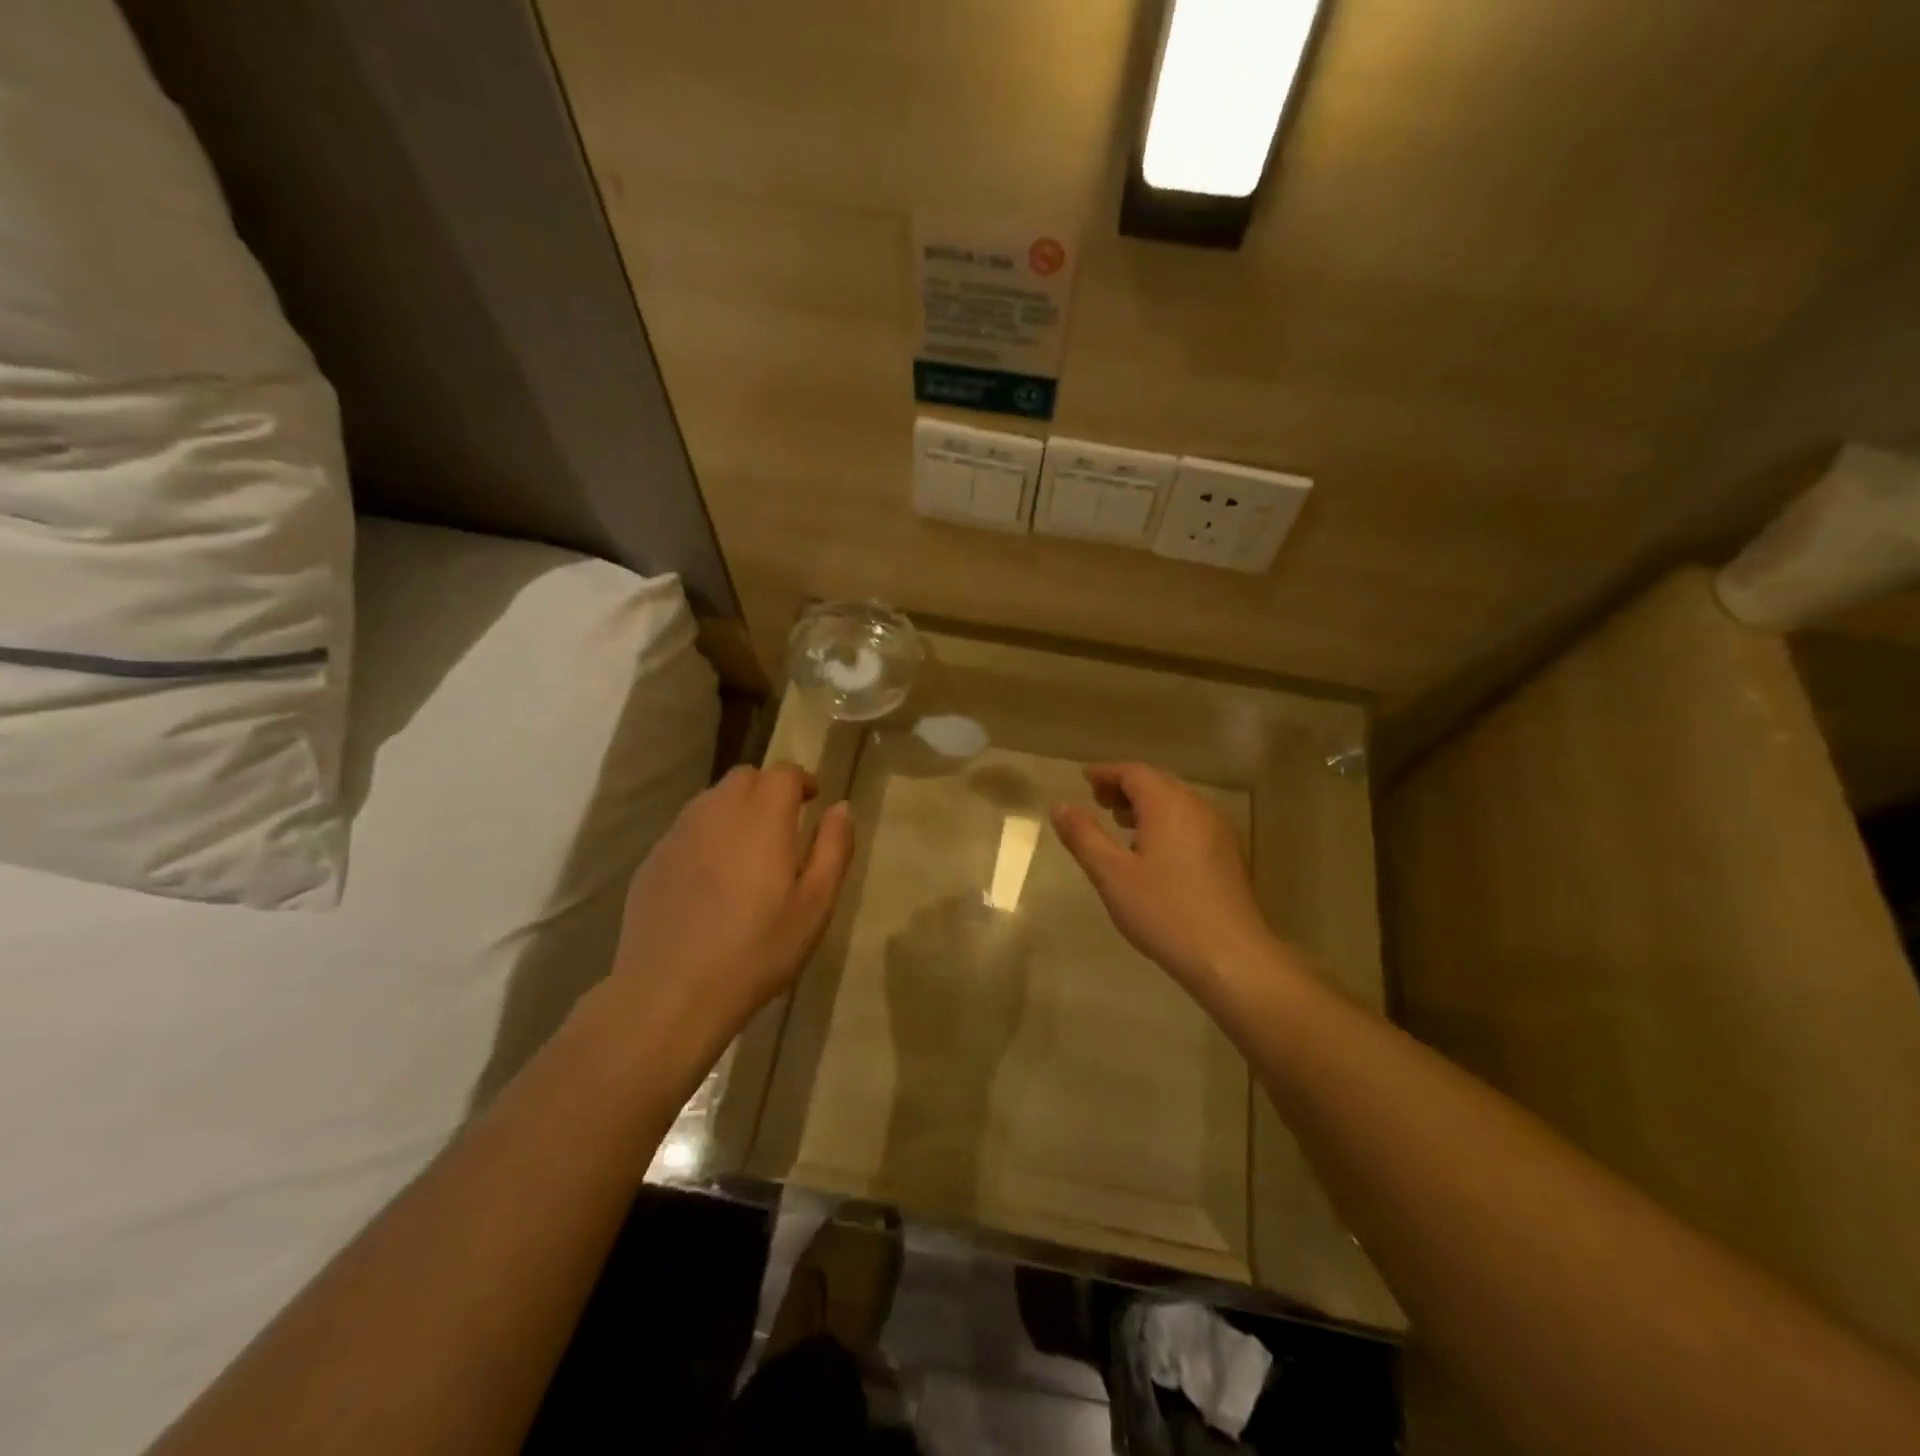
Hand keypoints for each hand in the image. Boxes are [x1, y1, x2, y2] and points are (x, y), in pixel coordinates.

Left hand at [610, 764, 853, 1051]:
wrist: (672, 992)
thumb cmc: (758, 949)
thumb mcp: (816, 904)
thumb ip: (834, 847)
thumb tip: (841, 807)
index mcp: (762, 817)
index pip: (782, 772)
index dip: (801, 780)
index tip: (813, 801)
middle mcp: (716, 812)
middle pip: (744, 778)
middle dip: (768, 790)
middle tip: (784, 825)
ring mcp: (678, 835)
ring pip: (711, 801)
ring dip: (735, 810)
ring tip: (749, 851)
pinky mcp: (652, 861)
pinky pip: (686, 831)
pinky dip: (707, 837)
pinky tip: (712, 880)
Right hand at [1051, 762, 1278, 1003]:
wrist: (1231, 958)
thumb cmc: (1165, 912)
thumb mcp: (1112, 874)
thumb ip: (1084, 836)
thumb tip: (1060, 805)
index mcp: (1168, 805)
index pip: (1134, 772)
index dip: (1106, 772)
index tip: (1084, 779)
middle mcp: (1197, 808)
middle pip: (1158, 782)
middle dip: (1126, 786)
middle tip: (1098, 801)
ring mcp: (1218, 831)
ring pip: (1177, 802)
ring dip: (1146, 804)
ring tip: (1121, 824)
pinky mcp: (1228, 855)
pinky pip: (1191, 822)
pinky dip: (1166, 822)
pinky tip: (1153, 851)